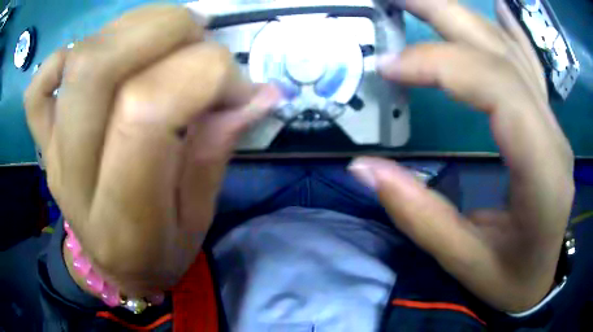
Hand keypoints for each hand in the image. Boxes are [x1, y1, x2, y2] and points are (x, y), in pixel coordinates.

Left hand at [25, 5, 279, 295]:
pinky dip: (68, 54)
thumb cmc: (159, 254)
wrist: (111, 267)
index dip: (203, 73)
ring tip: (167, 37)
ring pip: (77, 60)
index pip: (147, 110)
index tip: (237, 83)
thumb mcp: (199, 218)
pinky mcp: (42, 139)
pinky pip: (40, 83)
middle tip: (199, 37)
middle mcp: (75, 177)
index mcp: (123, 218)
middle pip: (98, 68)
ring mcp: (52, 152)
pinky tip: (99, 57)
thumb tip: (259, 93)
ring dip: (134, 27)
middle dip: (163, 29)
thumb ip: (218, 150)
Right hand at [349, 0, 573, 311]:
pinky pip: (532, 66)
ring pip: (513, 53)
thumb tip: (363, 168)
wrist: (541, 278)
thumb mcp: (465, 262)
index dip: (440, 66)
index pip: (497, 91)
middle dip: (446, 16)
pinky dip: (513, 32)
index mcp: (542, 173)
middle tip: (396, 0)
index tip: (389, 67)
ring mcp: (554, 126)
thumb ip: (419, 216)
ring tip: (424, 0)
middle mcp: (553, 136)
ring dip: (466, 16)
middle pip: (503, 56)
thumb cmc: (510, 278)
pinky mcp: (549, 125)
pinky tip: (499, 9)